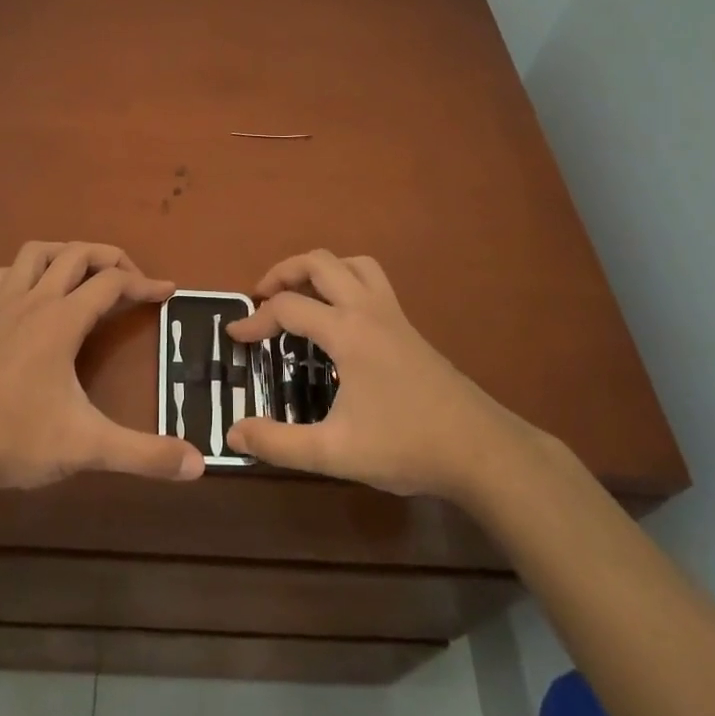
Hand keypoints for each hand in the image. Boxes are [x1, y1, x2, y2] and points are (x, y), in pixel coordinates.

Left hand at [0, 241, 204, 498]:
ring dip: (65, 254)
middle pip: (77, 253)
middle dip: (110, 257)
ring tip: (84, 276)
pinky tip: (32, 296)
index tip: (168, 292)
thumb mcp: (89, 447)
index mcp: (62, 320)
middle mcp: (33, 301)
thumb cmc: (19, 440)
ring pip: (36, 253)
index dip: (145, 284)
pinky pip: (5, 275)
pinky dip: (27, 272)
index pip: (113, 283)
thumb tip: (198, 464)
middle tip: (131, 280)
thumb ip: (144, 454)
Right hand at [225, 250, 537, 502]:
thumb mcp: (335, 453)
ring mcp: (393, 314)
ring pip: (352, 263)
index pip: (288, 308)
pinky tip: (340, 316)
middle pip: (319, 262)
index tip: (234, 337)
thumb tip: (234, 433)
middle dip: (283, 272)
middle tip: (261, 297)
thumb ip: (280, 443)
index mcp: (347, 332)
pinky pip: (372, 279)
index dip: (255, 320)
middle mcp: (368, 309)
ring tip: (300, 294)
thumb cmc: (406, 446)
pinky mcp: (408, 326)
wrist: (480, 449)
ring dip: (319, 269)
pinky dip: (346, 279)